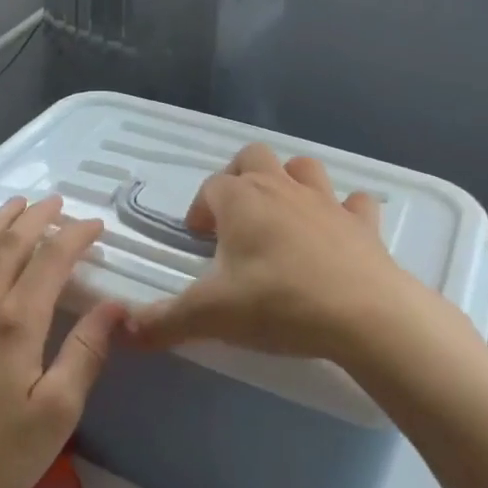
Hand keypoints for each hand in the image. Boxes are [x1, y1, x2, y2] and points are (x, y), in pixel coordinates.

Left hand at [0, 196, 122, 487]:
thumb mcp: (56, 413)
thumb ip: (85, 354)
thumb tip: (116, 307)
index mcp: (17, 322)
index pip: (51, 260)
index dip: (75, 236)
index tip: (95, 225)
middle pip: (10, 244)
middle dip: (37, 217)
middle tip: (57, 202)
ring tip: (16, 204)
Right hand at [126, 144, 460, 366]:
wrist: (364, 314)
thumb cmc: (278, 303)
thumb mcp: (211, 316)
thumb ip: (163, 322)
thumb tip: (122, 330)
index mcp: (242, 201)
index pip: (211, 187)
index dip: (200, 208)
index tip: (198, 239)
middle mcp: (281, 189)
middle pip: (254, 157)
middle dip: (239, 177)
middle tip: (235, 217)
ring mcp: (327, 202)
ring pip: (303, 169)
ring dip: (290, 182)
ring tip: (282, 216)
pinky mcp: (363, 224)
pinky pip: (354, 203)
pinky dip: (344, 211)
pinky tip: (338, 232)